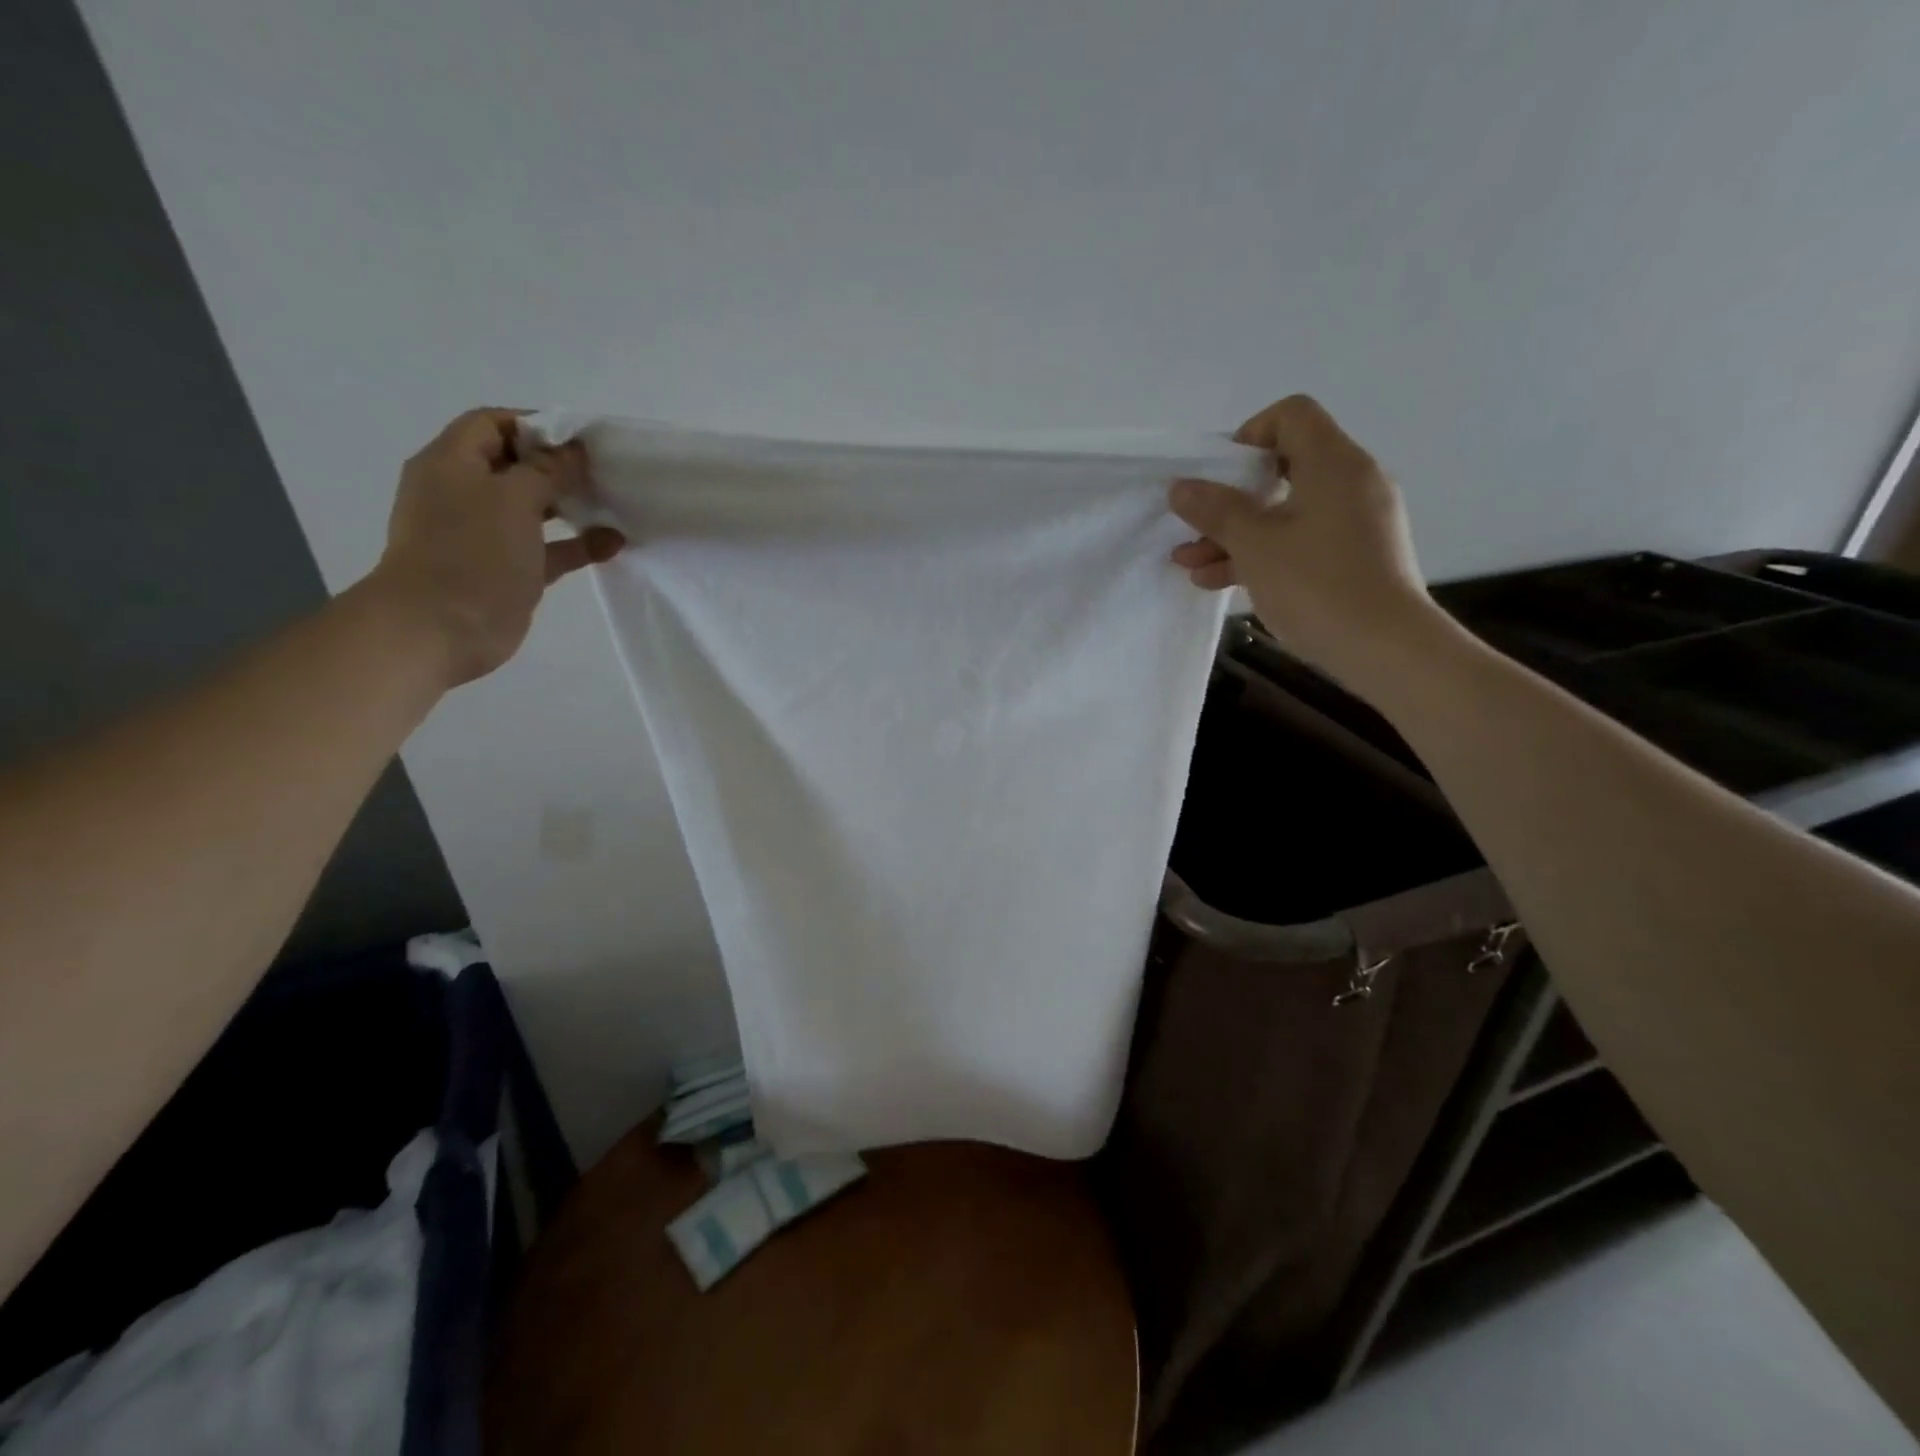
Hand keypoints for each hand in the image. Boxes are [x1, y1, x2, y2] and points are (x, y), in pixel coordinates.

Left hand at [364, 409, 624, 688]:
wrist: (439, 628)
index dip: (535, 425)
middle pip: (516, 466)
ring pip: (535, 508)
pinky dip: (577, 544)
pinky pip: (548, 548)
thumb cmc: (471, 553)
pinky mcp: (508, 569)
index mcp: (452, 463)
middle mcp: (466, 493)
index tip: (581, 439)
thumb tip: (573, 451)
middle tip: (603, 472)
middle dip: (559, 466)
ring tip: (612, 504)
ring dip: (572, 505)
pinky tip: (613, 544)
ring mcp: (487, 534)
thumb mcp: (512, 498)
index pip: (493, 424)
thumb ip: (547, 470)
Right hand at [1170, 395, 1442, 689]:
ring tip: (1190, 565)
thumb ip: (1216, 510)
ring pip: (1286, 512)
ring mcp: (1356, 522)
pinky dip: (1264, 553)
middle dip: (1230, 499)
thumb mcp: (1255, 545)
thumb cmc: (1317, 584)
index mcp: (1333, 463)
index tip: (1218, 477)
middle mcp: (1351, 482)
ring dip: (1236, 535)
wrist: (1385, 648)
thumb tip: (1182, 487)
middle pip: (1282, 468)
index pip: (1291, 416)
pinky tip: (1220, 581)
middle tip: (1194, 526)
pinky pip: (1302, 541)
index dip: (1248, 436)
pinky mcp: (1355, 557)